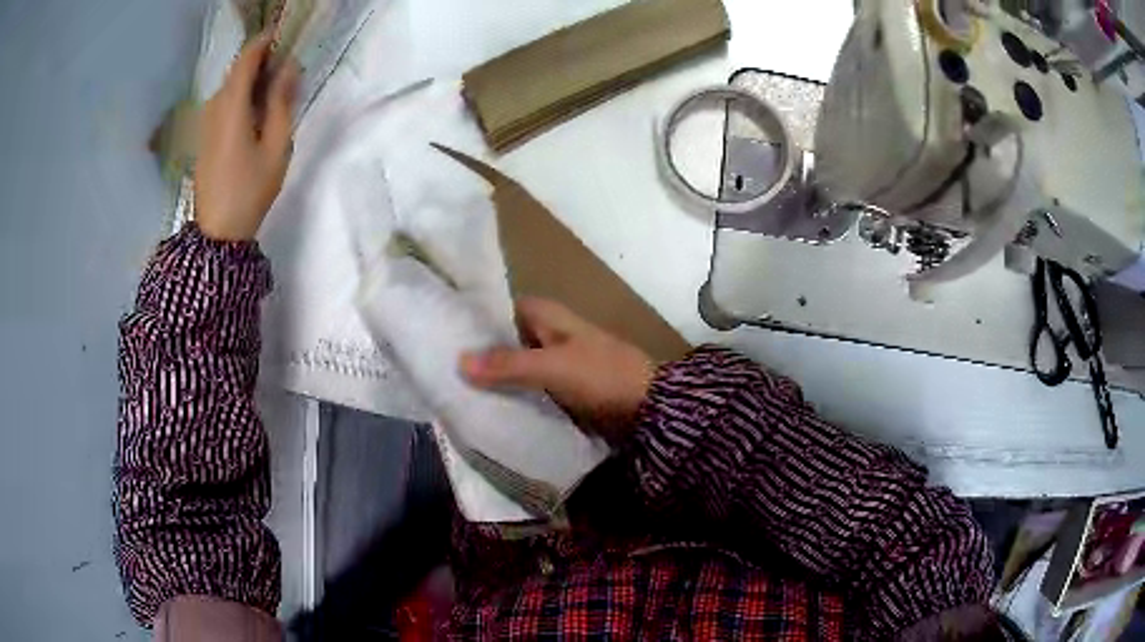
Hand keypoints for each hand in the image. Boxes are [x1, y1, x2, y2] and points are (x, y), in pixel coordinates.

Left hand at [195, 33, 299, 241]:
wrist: (218, 232)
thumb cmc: (250, 188)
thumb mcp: (276, 144)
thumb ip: (281, 100)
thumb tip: (289, 67)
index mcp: (232, 105)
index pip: (247, 57)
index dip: (266, 42)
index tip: (286, 38)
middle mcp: (214, 106)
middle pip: (239, 70)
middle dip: (263, 63)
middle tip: (288, 72)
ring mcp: (206, 122)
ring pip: (232, 87)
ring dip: (253, 82)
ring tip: (276, 95)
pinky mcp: (205, 135)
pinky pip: (225, 103)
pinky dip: (243, 98)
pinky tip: (257, 114)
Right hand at [460, 298, 655, 440]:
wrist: (648, 407)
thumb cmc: (601, 375)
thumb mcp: (552, 367)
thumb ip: (506, 364)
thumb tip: (458, 361)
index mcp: (546, 315)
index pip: (498, 310)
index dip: (473, 322)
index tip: (442, 338)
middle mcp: (547, 332)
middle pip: (504, 339)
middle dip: (479, 354)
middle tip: (442, 370)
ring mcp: (555, 360)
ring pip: (515, 364)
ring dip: (494, 376)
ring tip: (456, 390)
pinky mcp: (561, 386)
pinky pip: (529, 386)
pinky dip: (512, 393)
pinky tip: (489, 406)